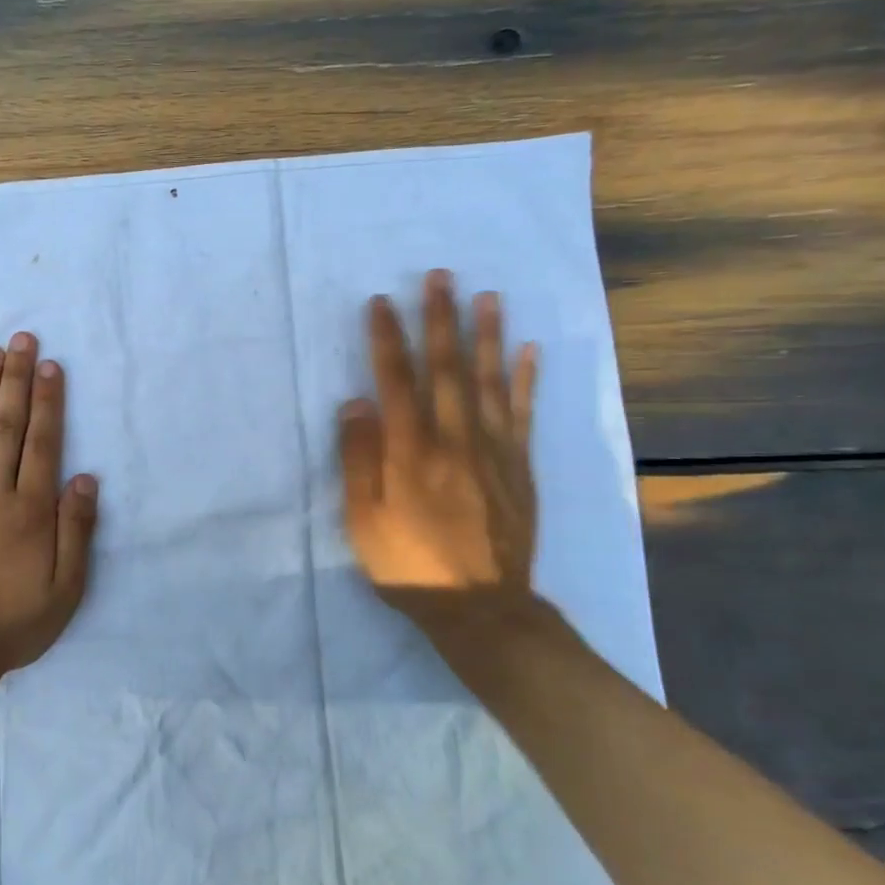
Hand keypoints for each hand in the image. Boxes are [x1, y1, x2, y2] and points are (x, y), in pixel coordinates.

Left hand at [0, 332, 98, 679]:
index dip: (49, 401)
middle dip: (17, 379)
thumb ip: (77, 531)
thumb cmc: (12, 622)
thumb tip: (85, 478)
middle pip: (8, 426)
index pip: (43, 443)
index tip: (50, 365)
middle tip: (21, 338)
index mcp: (30, 510)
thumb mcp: (65, 589)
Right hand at [338, 270, 545, 642]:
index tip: (381, 302)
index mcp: (410, 452)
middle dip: (440, 319)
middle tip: (440, 276)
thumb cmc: (410, 566)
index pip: (396, 381)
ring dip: (487, 335)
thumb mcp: (364, 522)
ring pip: (489, 381)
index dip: (388, 339)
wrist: (481, 608)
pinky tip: (529, 350)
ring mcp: (493, 450)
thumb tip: (355, 403)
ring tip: (487, 296)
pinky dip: (526, 380)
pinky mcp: (519, 466)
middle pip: (447, 369)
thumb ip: (358, 460)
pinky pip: (523, 414)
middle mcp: (454, 439)